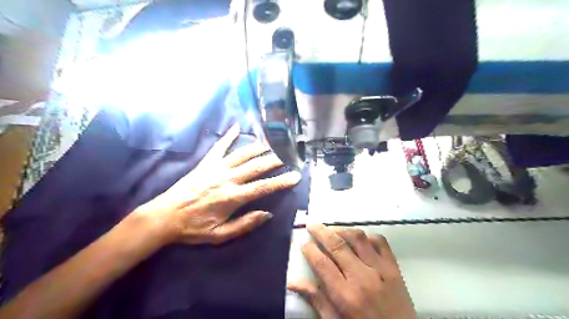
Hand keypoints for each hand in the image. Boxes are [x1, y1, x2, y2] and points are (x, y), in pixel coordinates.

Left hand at [133, 125, 301, 246]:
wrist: (164, 217)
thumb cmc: (193, 228)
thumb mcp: (220, 235)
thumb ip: (245, 224)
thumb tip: (267, 213)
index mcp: (232, 197)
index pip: (263, 187)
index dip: (281, 182)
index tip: (295, 176)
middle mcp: (227, 179)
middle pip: (256, 166)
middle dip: (274, 160)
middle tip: (289, 155)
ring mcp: (215, 168)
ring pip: (242, 154)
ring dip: (258, 148)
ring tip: (272, 143)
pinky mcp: (205, 163)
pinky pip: (219, 147)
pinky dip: (228, 136)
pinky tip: (237, 126)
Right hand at [290, 224, 415, 317]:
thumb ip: (316, 300)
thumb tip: (293, 282)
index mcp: (345, 295)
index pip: (322, 263)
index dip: (310, 250)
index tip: (304, 244)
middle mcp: (362, 278)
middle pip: (337, 245)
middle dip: (321, 232)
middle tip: (312, 225)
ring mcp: (381, 270)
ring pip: (358, 238)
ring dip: (343, 231)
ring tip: (333, 231)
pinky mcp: (394, 268)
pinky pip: (381, 242)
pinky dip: (368, 236)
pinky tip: (359, 240)